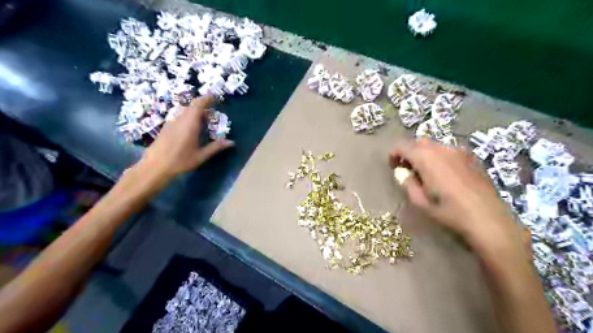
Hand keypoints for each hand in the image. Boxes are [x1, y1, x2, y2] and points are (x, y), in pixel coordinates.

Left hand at [139, 96, 233, 180]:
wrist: (154, 167)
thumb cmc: (180, 161)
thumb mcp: (200, 156)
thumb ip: (216, 147)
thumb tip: (231, 142)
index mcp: (189, 124)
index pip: (198, 105)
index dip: (207, 98)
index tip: (215, 96)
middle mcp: (179, 120)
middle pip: (191, 106)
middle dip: (202, 105)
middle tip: (212, 110)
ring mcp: (171, 123)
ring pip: (185, 112)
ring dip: (195, 112)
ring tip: (203, 120)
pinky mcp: (166, 128)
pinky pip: (179, 118)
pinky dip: (188, 118)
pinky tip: (191, 129)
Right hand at [390, 140, 522, 253]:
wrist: (487, 218)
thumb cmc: (448, 211)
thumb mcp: (420, 201)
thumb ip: (407, 182)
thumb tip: (401, 172)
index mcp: (426, 158)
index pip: (402, 146)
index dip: (394, 154)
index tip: (393, 167)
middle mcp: (441, 149)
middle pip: (418, 142)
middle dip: (409, 153)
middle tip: (407, 170)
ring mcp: (458, 151)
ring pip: (434, 145)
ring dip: (424, 154)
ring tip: (424, 173)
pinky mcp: (470, 157)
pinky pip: (448, 151)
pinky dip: (438, 157)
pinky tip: (443, 174)